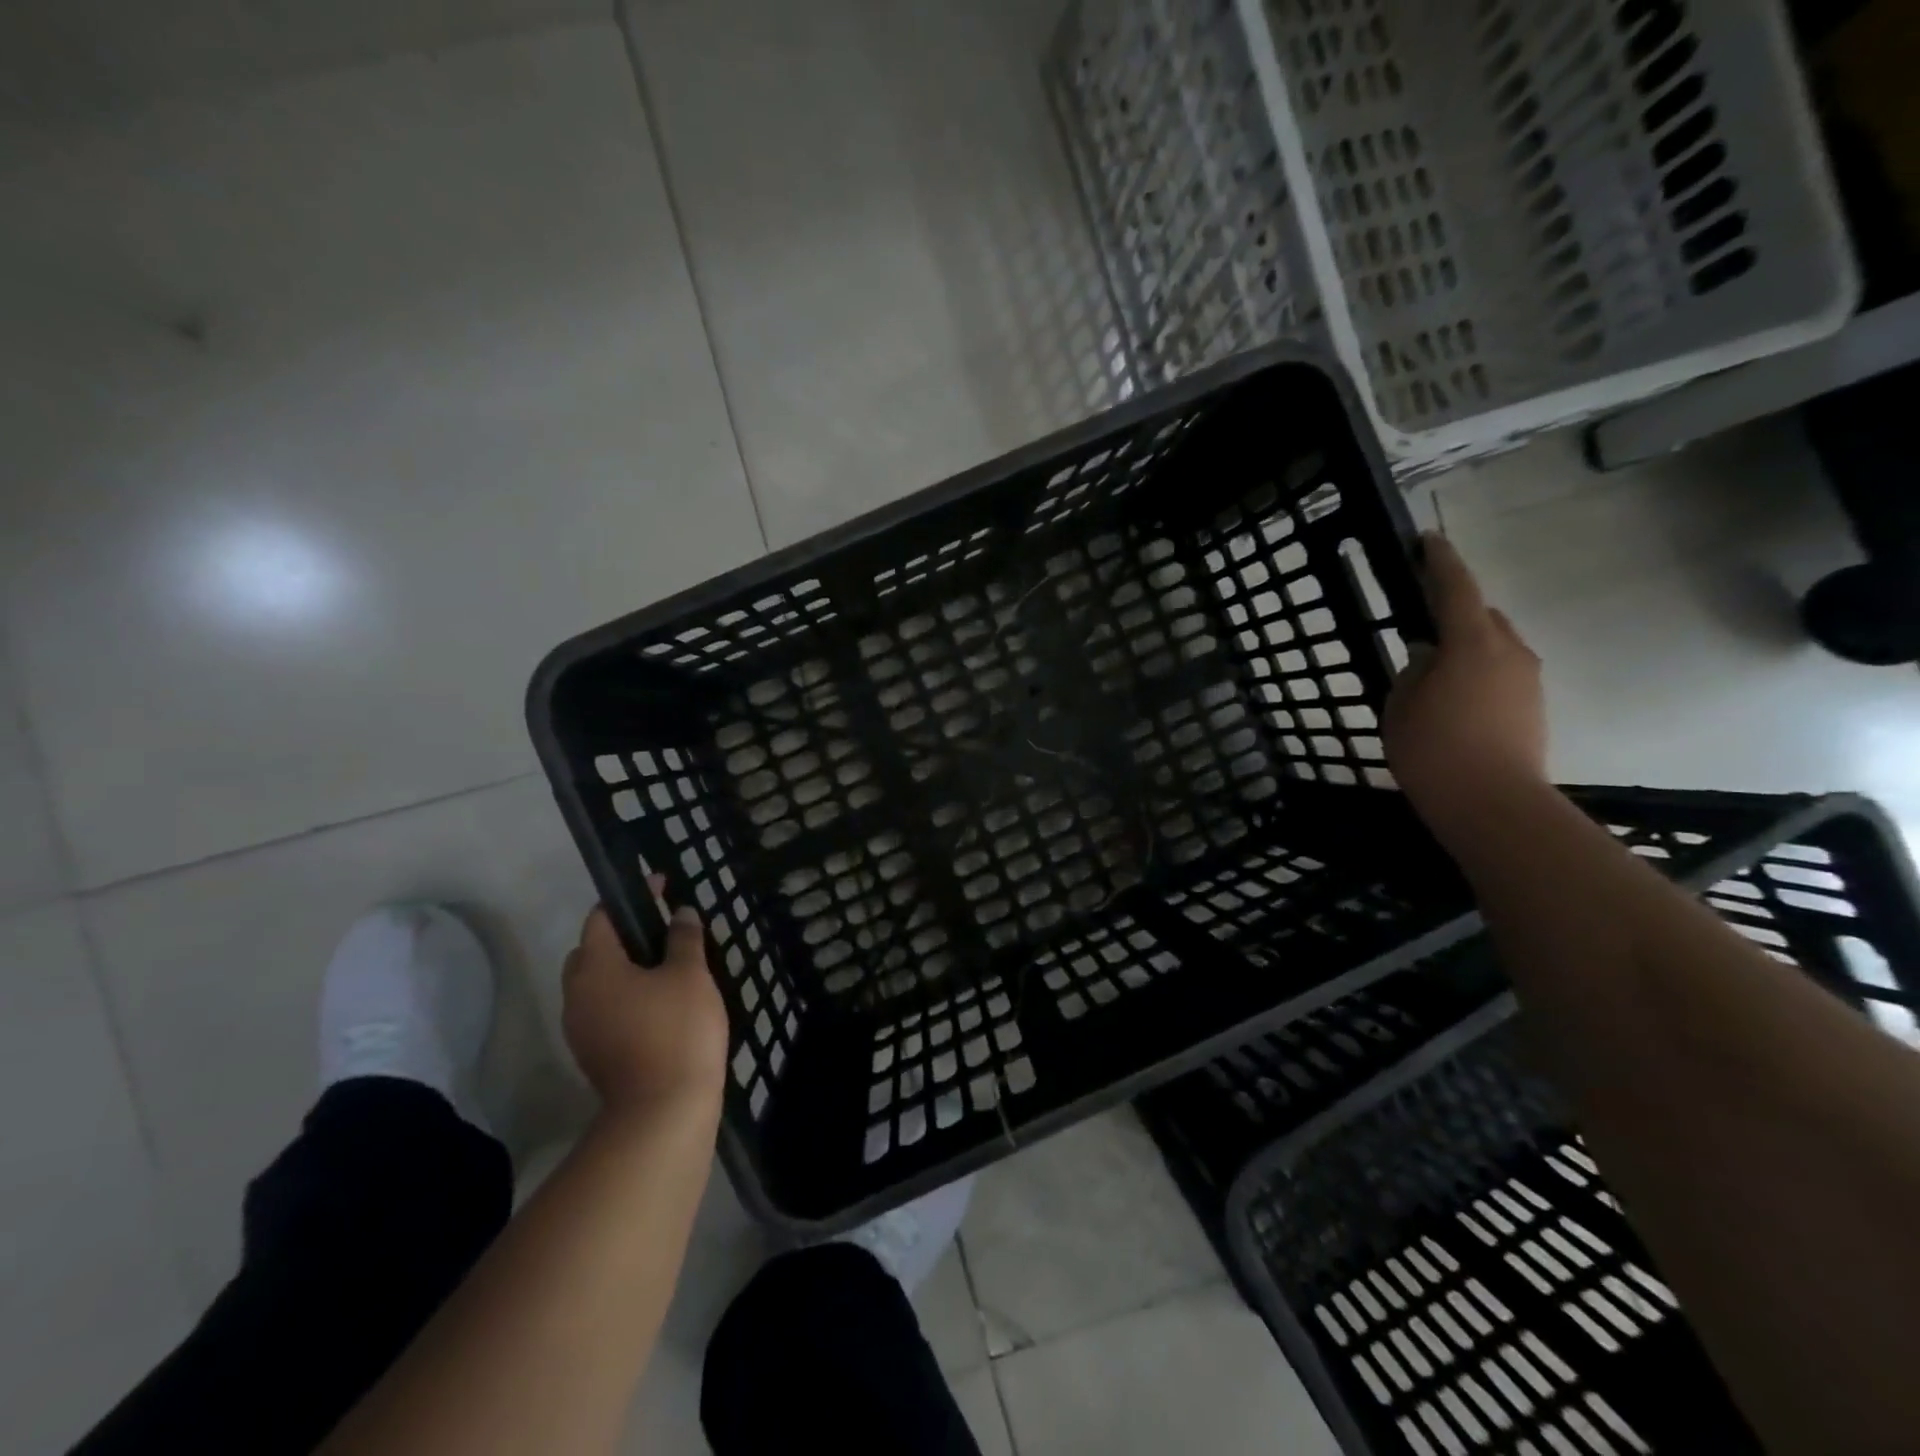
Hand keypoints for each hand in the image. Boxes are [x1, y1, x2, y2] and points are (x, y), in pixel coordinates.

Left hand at [561, 879, 729, 1118]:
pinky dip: (625, 996)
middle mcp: (576, 995)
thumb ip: (683, 937)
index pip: (600, 917)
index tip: (660, 887)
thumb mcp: (690, 974)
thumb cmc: (677, 1029)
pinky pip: (604, 1009)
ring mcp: (580, 1029)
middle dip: (622, 935)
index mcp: (595, 968)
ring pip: (596, 983)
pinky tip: (660, 1003)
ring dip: (623, 968)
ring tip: (666, 966)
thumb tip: (680, 912)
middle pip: (591, 950)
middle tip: (662, 931)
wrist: (663, 1111)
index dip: (630, 897)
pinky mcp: (593, 1054)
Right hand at [1384, 532, 1546, 823]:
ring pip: (1495, 645)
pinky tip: (1454, 696)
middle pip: (1482, 615)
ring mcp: (1527, 680)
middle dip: (1455, 609)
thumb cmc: (1434, 749)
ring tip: (1435, 665)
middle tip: (1422, 617)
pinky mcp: (1533, 707)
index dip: (1439, 561)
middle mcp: (1509, 651)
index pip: (1455, 588)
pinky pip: (1501, 672)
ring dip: (1468, 644)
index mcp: (1472, 643)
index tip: (1427, 540)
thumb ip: (1413, 672)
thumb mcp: (1401, 705)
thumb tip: (1428, 657)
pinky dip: (1478, 671)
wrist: (1493, 804)